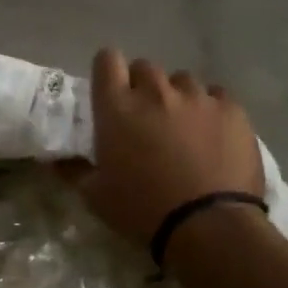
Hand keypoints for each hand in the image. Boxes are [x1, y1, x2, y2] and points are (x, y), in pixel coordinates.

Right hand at [73, 49, 264, 245]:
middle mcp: (155, 92)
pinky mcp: (231, 110)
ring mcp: (197, 97)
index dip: (108, 71)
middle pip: (145, 68)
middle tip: (145, 117)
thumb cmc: (142, 210)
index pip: (106, 60)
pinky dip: (210, 109)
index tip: (110, 90)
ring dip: (177, 97)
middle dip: (142, 87)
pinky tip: (212, 134)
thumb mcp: (95, 196)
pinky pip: (216, 95)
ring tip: (183, 126)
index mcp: (117, 107)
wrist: (209, 226)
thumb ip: (74, 170)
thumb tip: (55, 160)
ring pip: (182, 81)